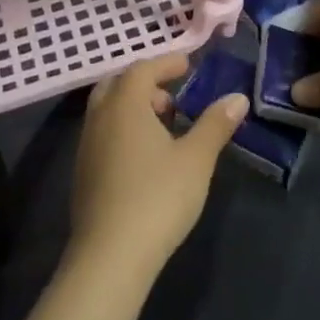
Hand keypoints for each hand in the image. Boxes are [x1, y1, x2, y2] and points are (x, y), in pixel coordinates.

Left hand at [68, 52, 247, 283]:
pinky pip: (103, 133)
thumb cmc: (157, 198)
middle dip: (145, 83)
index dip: (166, 63)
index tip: (188, 65)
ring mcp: (86, 146)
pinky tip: (145, 157)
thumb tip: (237, 97)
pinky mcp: (82, 173)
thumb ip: (215, 124)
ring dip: (133, 107)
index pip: (143, 68)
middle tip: (172, 96)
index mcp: (125, 104)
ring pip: (108, 110)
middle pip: (118, 84)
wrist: (109, 257)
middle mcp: (100, 117)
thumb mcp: (196, 159)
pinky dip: (123, 129)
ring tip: (164, 127)